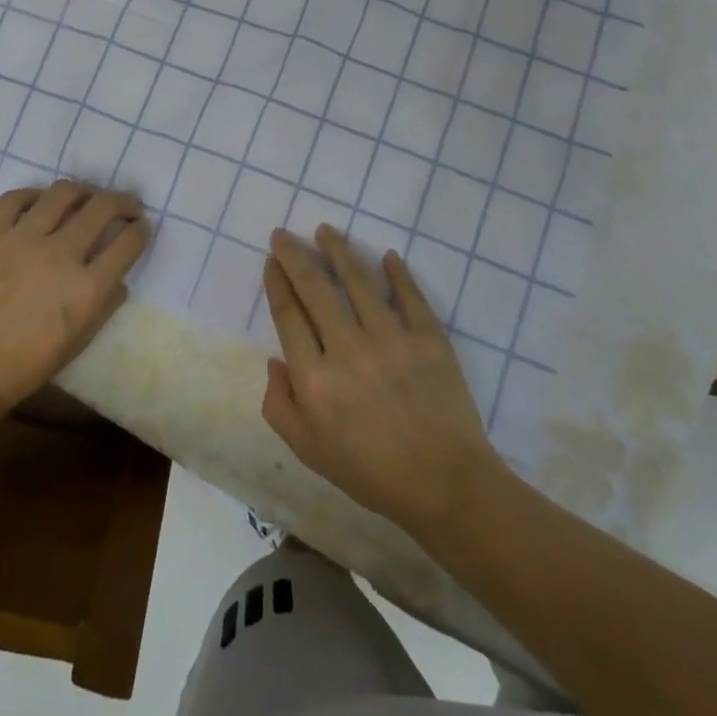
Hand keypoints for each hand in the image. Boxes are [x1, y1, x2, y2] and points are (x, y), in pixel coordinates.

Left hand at [0, 181, 150, 416]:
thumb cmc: (25, 366)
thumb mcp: (78, 343)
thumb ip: (105, 307)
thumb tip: (119, 281)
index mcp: (87, 287)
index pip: (128, 241)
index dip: (140, 230)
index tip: (140, 227)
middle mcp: (61, 253)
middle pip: (103, 207)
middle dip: (122, 202)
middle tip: (124, 206)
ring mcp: (23, 238)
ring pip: (63, 193)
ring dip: (83, 192)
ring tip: (83, 199)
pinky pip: (16, 198)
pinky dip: (34, 196)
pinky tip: (39, 204)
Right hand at [261, 226, 502, 539]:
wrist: (445, 485)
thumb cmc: (370, 471)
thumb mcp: (308, 450)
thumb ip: (279, 405)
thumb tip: (276, 361)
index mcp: (315, 378)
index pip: (289, 315)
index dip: (277, 282)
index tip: (271, 260)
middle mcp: (348, 349)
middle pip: (316, 288)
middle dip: (295, 255)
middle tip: (284, 234)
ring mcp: (392, 339)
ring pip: (358, 281)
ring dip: (339, 251)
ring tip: (326, 230)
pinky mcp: (428, 339)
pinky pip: (409, 296)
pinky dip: (397, 273)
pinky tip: (387, 256)